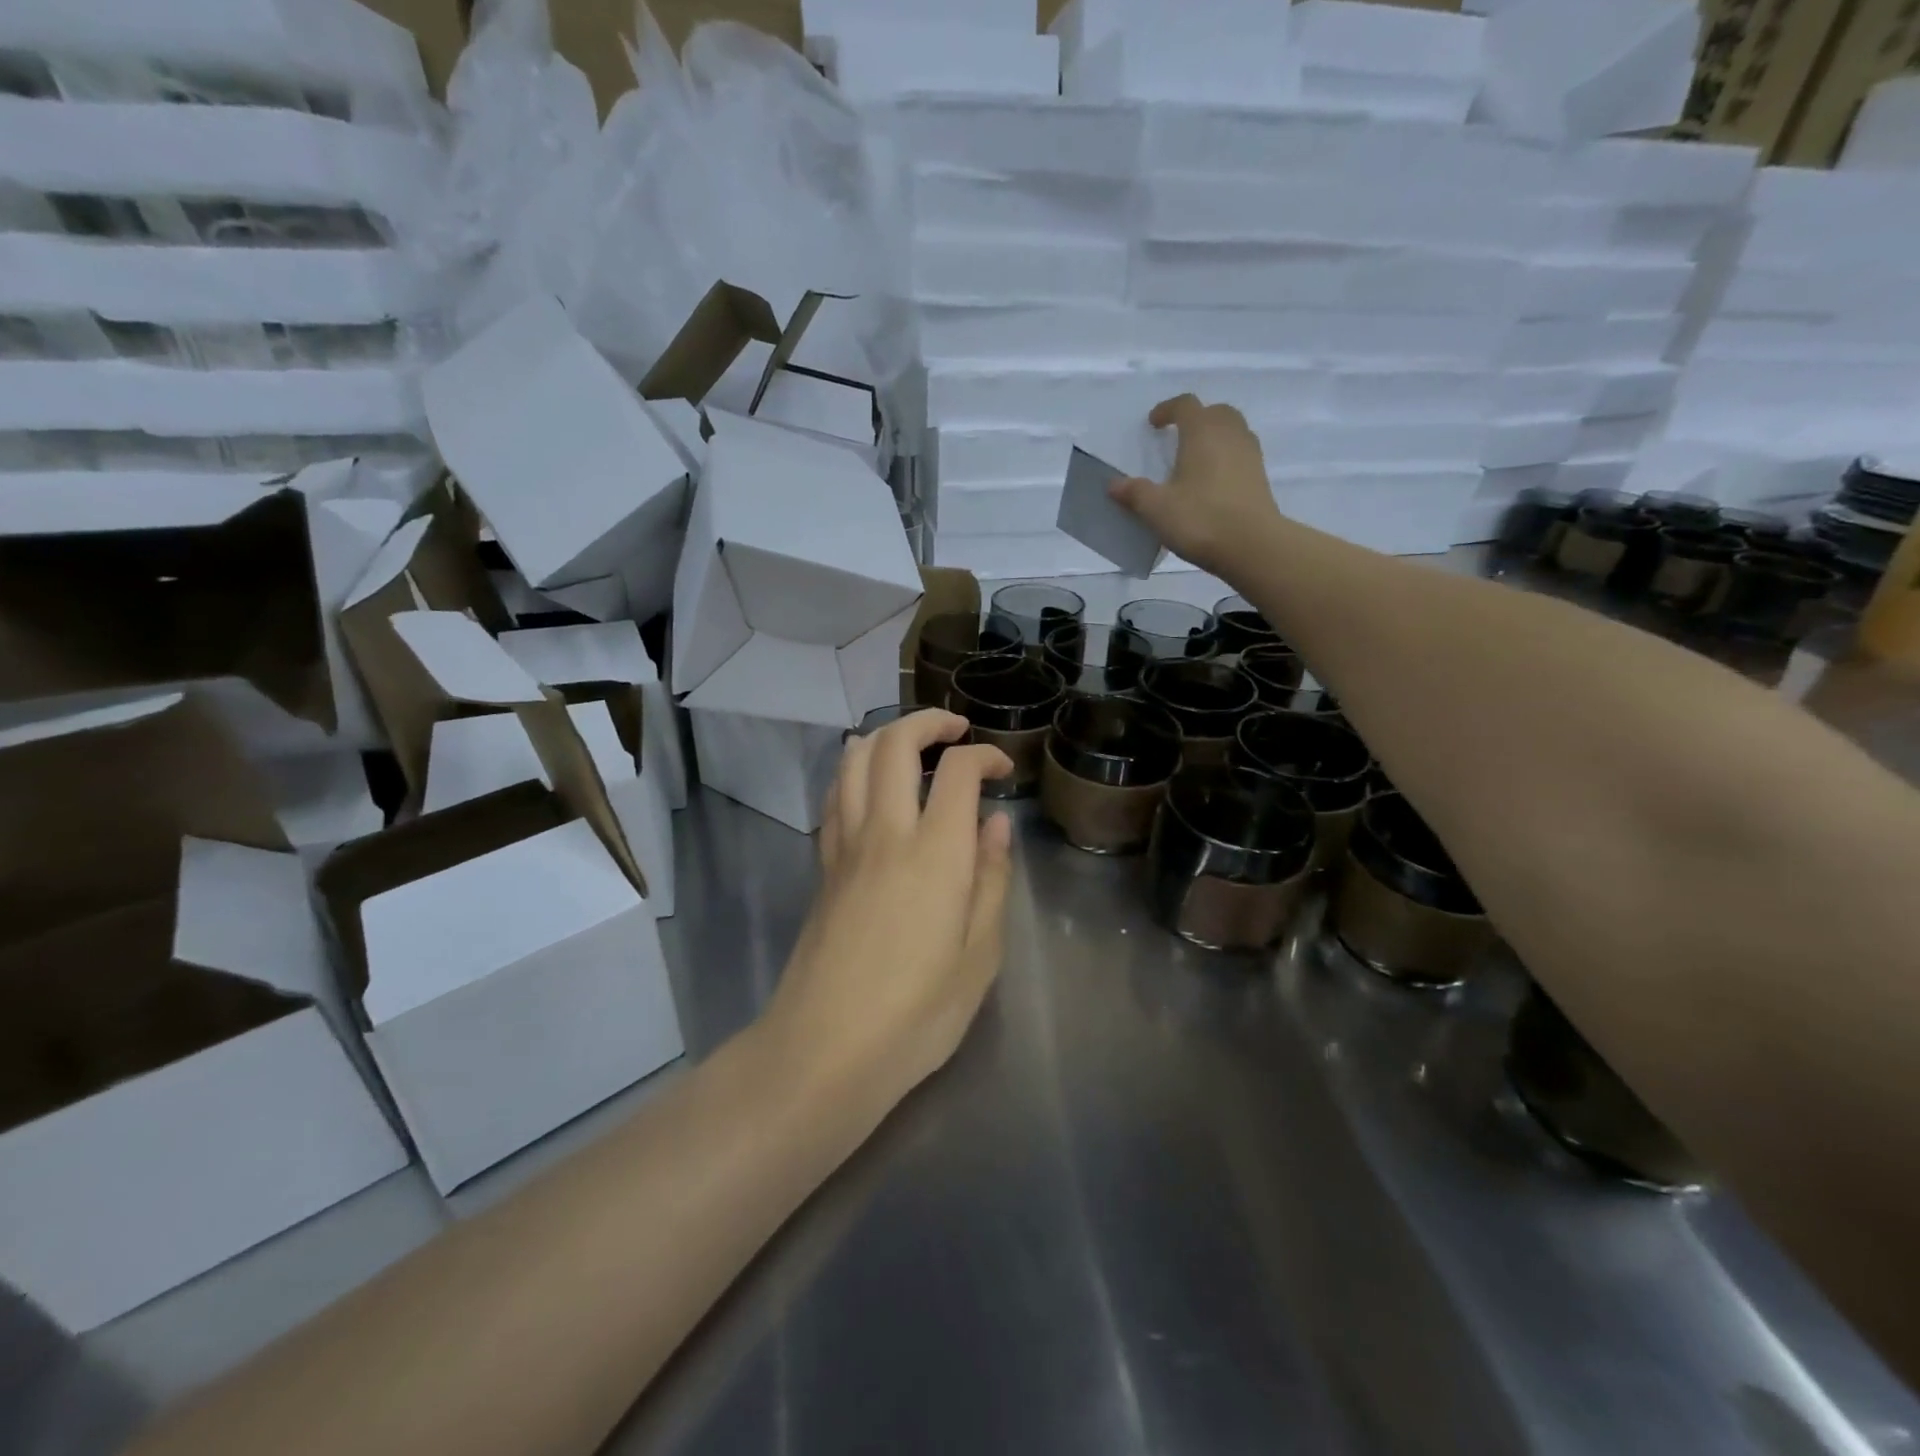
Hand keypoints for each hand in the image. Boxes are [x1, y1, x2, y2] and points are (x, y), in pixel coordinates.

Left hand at [765, 710, 1014, 1113]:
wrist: (823, 1051)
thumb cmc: (916, 1015)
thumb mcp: (979, 957)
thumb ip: (991, 881)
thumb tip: (996, 825)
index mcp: (935, 855)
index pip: (958, 772)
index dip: (984, 755)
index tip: (1003, 770)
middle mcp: (886, 834)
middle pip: (894, 744)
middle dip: (928, 721)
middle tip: (956, 730)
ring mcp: (846, 847)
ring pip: (853, 760)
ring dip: (885, 736)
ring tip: (914, 746)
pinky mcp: (823, 866)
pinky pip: (835, 796)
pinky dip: (854, 770)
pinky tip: (871, 784)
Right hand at [1109, 394, 1280, 574]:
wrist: (1252, 546)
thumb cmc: (1201, 519)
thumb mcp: (1157, 509)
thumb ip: (1134, 493)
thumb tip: (1113, 484)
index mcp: (1202, 432)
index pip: (1185, 405)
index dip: (1167, 409)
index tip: (1153, 424)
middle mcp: (1229, 434)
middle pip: (1215, 412)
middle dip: (1196, 418)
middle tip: (1178, 437)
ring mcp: (1250, 454)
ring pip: (1232, 430)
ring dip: (1214, 436)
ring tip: (1196, 458)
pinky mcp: (1260, 476)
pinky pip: (1241, 453)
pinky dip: (1226, 456)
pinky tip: (1212, 481)